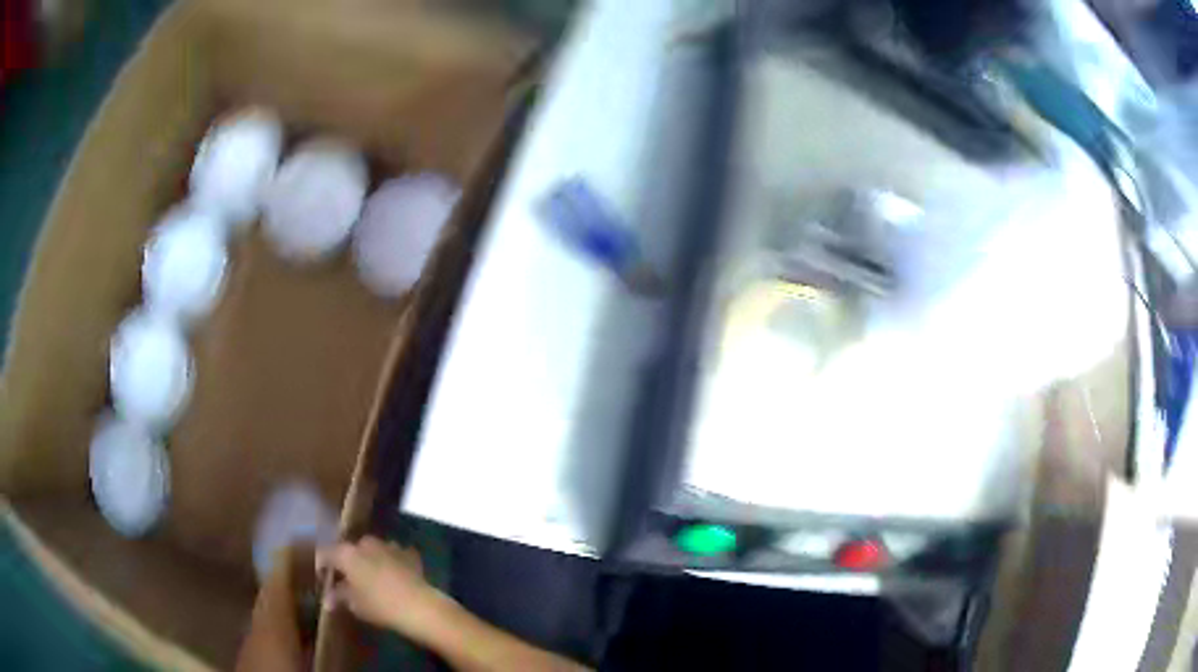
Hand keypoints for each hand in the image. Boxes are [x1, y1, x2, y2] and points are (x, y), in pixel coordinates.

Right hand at [316, 537, 442, 640]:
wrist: (420, 606)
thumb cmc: (380, 606)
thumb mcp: (355, 604)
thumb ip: (340, 597)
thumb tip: (328, 599)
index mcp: (347, 553)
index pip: (327, 553)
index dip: (323, 565)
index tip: (323, 576)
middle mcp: (366, 544)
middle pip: (351, 549)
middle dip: (348, 561)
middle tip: (347, 579)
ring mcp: (389, 546)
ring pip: (373, 550)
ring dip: (370, 560)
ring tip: (370, 578)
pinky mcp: (409, 554)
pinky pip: (394, 555)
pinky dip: (390, 563)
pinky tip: (392, 576)